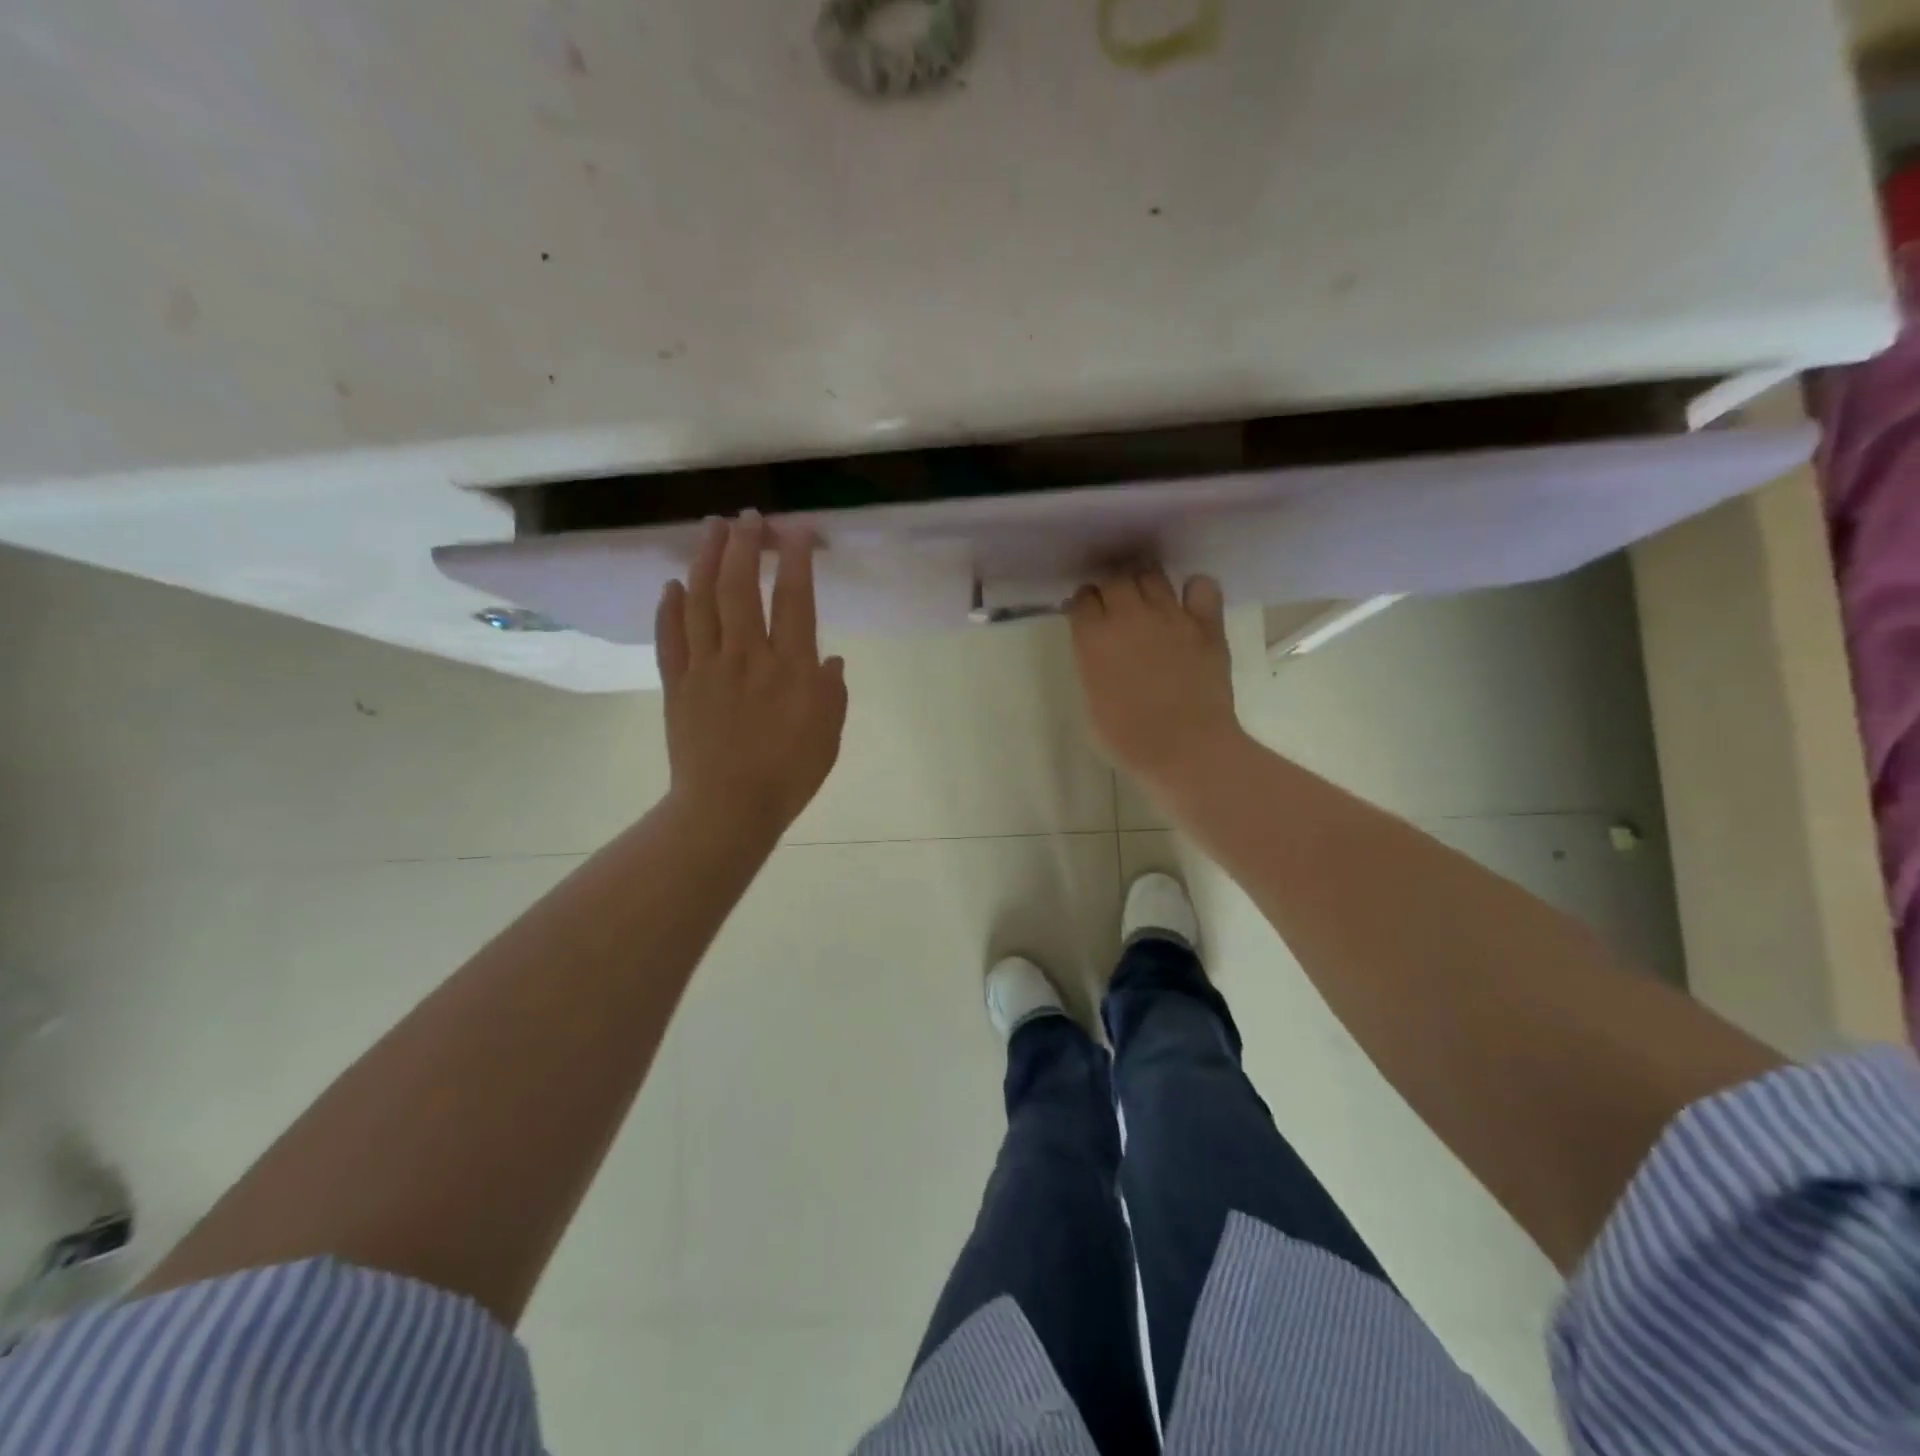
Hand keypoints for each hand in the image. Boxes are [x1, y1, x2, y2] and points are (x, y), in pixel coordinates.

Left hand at [655, 513, 847, 834]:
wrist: (728, 807)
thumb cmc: (789, 774)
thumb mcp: (829, 734)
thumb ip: (831, 691)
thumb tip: (830, 658)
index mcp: (790, 667)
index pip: (794, 599)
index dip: (796, 560)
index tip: (796, 531)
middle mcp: (746, 656)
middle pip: (741, 588)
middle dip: (745, 546)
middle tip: (748, 517)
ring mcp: (706, 668)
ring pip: (702, 602)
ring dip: (706, 560)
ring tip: (711, 530)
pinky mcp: (678, 685)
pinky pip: (670, 639)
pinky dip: (670, 609)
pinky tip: (672, 585)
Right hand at [1068, 568, 1241, 794]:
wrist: (1185, 748)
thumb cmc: (1128, 738)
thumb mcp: (1092, 700)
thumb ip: (1092, 664)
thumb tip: (1098, 649)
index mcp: (1094, 637)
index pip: (1083, 598)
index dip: (1084, 604)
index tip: (1087, 615)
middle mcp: (1129, 615)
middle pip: (1115, 578)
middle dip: (1111, 587)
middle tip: (1115, 606)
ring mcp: (1171, 615)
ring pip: (1152, 574)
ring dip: (1144, 582)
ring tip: (1147, 599)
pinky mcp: (1206, 623)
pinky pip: (1202, 585)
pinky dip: (1193, 588)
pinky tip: (1189, 603)